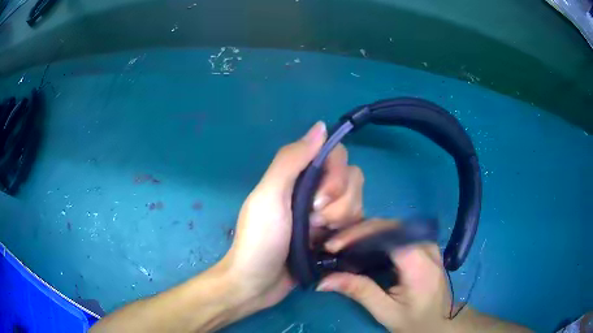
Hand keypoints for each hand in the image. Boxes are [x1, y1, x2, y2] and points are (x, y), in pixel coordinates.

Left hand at [220, 121, 364, 312]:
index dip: (336, 174)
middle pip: (352, 179)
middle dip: (339, 203)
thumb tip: (320, 126)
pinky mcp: (334, 235)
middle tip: (315, 221)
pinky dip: (347, 234)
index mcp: (299, 176)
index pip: (336, 156)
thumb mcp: (269, 196)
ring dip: (341, 221)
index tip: (320, 198)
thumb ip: (291, 160)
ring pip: (357, 202)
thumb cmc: (260, 240)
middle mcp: (316, 190)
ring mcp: (327, 214)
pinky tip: (328, 247)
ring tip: (317, 238)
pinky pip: (357, 224)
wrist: (258, 284)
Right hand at [317, 219, 452, 332]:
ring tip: (343, 244)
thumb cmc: (415, 321)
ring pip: (393, 226)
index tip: (333, 246)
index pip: (387, 234)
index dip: (358, 235)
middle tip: (334, 245)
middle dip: (358, 232)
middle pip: (389, 226)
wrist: (440, 322)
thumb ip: (359, 291)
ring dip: (366, 232)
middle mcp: (426, 246)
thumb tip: (323, 280)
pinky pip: (399, 233)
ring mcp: (428, 243)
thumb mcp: (386, 311)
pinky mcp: (425, 246)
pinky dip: (377, 237)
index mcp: (419, 263)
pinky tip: (363, 246)